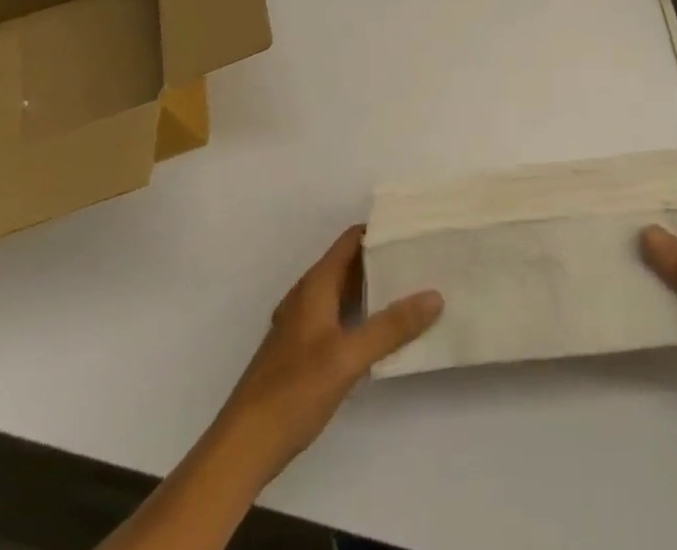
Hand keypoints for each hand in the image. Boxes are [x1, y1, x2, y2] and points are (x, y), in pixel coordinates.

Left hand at [213, 225, 443, 477]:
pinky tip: (381, 334)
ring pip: (342, 293)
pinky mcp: (300, 352)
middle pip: (348, 264)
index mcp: (315, 286)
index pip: (351, 240)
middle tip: (421, 259)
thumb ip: (391, 327)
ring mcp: (301, 325)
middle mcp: (306, 297)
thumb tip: (435, 295)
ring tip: (411, 291)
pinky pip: (336, 318)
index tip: (413, 229)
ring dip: (371, 289)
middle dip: (382, 260)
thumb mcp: (348, 357)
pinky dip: (359, 315)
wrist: (242, 448)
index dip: (380, 230)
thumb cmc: (294, 391)